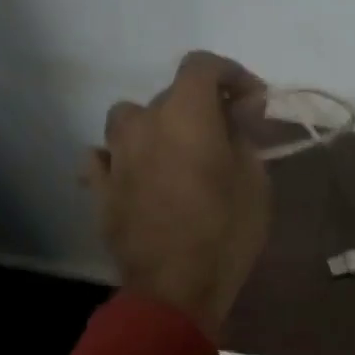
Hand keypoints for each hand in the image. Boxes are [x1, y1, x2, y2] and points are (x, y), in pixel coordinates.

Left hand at [84, 51, 271, 338]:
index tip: (253, 100)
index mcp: (186, 114)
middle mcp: (144, 123)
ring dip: (154, 126)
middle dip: (201, 106)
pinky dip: (120, 158)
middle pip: (170, 94)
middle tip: (225, 134)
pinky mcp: (100, 188)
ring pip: (129, 119)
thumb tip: (240, 110)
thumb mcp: (254, 181)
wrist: (175, 289)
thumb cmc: (226, 231)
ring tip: (174, 152)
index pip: (202, 65)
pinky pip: (103, 158)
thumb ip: (244, 135)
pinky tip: (135, 176)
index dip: (232, 74)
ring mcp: (116, 156)